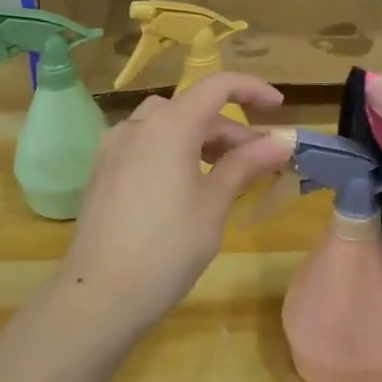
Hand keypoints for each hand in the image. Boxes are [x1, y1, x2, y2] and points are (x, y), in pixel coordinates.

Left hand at [58, 73, 291, 335]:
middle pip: (193, 108)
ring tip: (225, 172)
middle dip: (230, 129)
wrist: (98, 295)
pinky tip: (186, 184)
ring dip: (200, 138)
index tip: (278, 109)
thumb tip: (282, 142)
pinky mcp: (102, 170)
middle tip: (260, 161)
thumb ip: (246, 165)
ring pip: (166, 124)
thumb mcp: (214, 204)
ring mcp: (114, 146)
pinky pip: (145, 143)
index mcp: (170, 125)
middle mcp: (138, 125)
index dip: (252, 90)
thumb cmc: (167, 248)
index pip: (217, 86)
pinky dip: (173, 149)